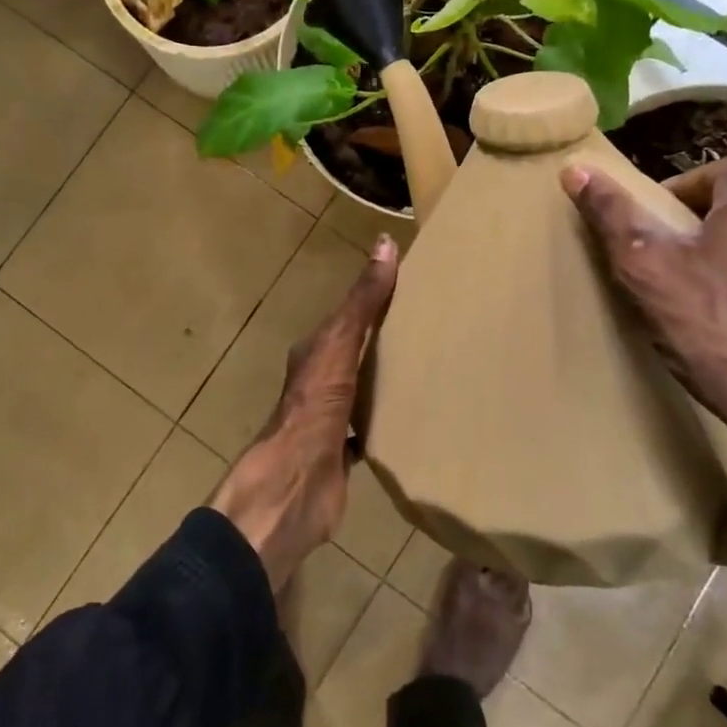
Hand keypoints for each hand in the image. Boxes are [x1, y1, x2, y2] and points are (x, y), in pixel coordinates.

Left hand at [210, 235, 398, 589]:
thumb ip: (363, 300)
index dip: (375, 299)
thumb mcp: (341, 343)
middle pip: (355, 352)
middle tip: (431, 328)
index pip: (348, 315)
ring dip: (384, 381)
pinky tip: (413, 421)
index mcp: (316, 351)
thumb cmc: (316, 406)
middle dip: (384, 341)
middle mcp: (320, 381)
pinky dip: (386, 422)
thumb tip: (385, 243)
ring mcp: (329, 418)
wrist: (296, 483)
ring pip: (361, 390)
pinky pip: (368, 430)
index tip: (412, 287)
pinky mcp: (342, 453)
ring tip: (427, 370)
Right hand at [562, 146, 726, 678]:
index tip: (644, 278)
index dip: (652, 231)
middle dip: (683, 250)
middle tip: (664, 302)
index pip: (680, 184)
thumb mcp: (653, 279)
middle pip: (714, 210)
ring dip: (714, 273)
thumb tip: (570, 171)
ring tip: (695, 325)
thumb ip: (613, 218)